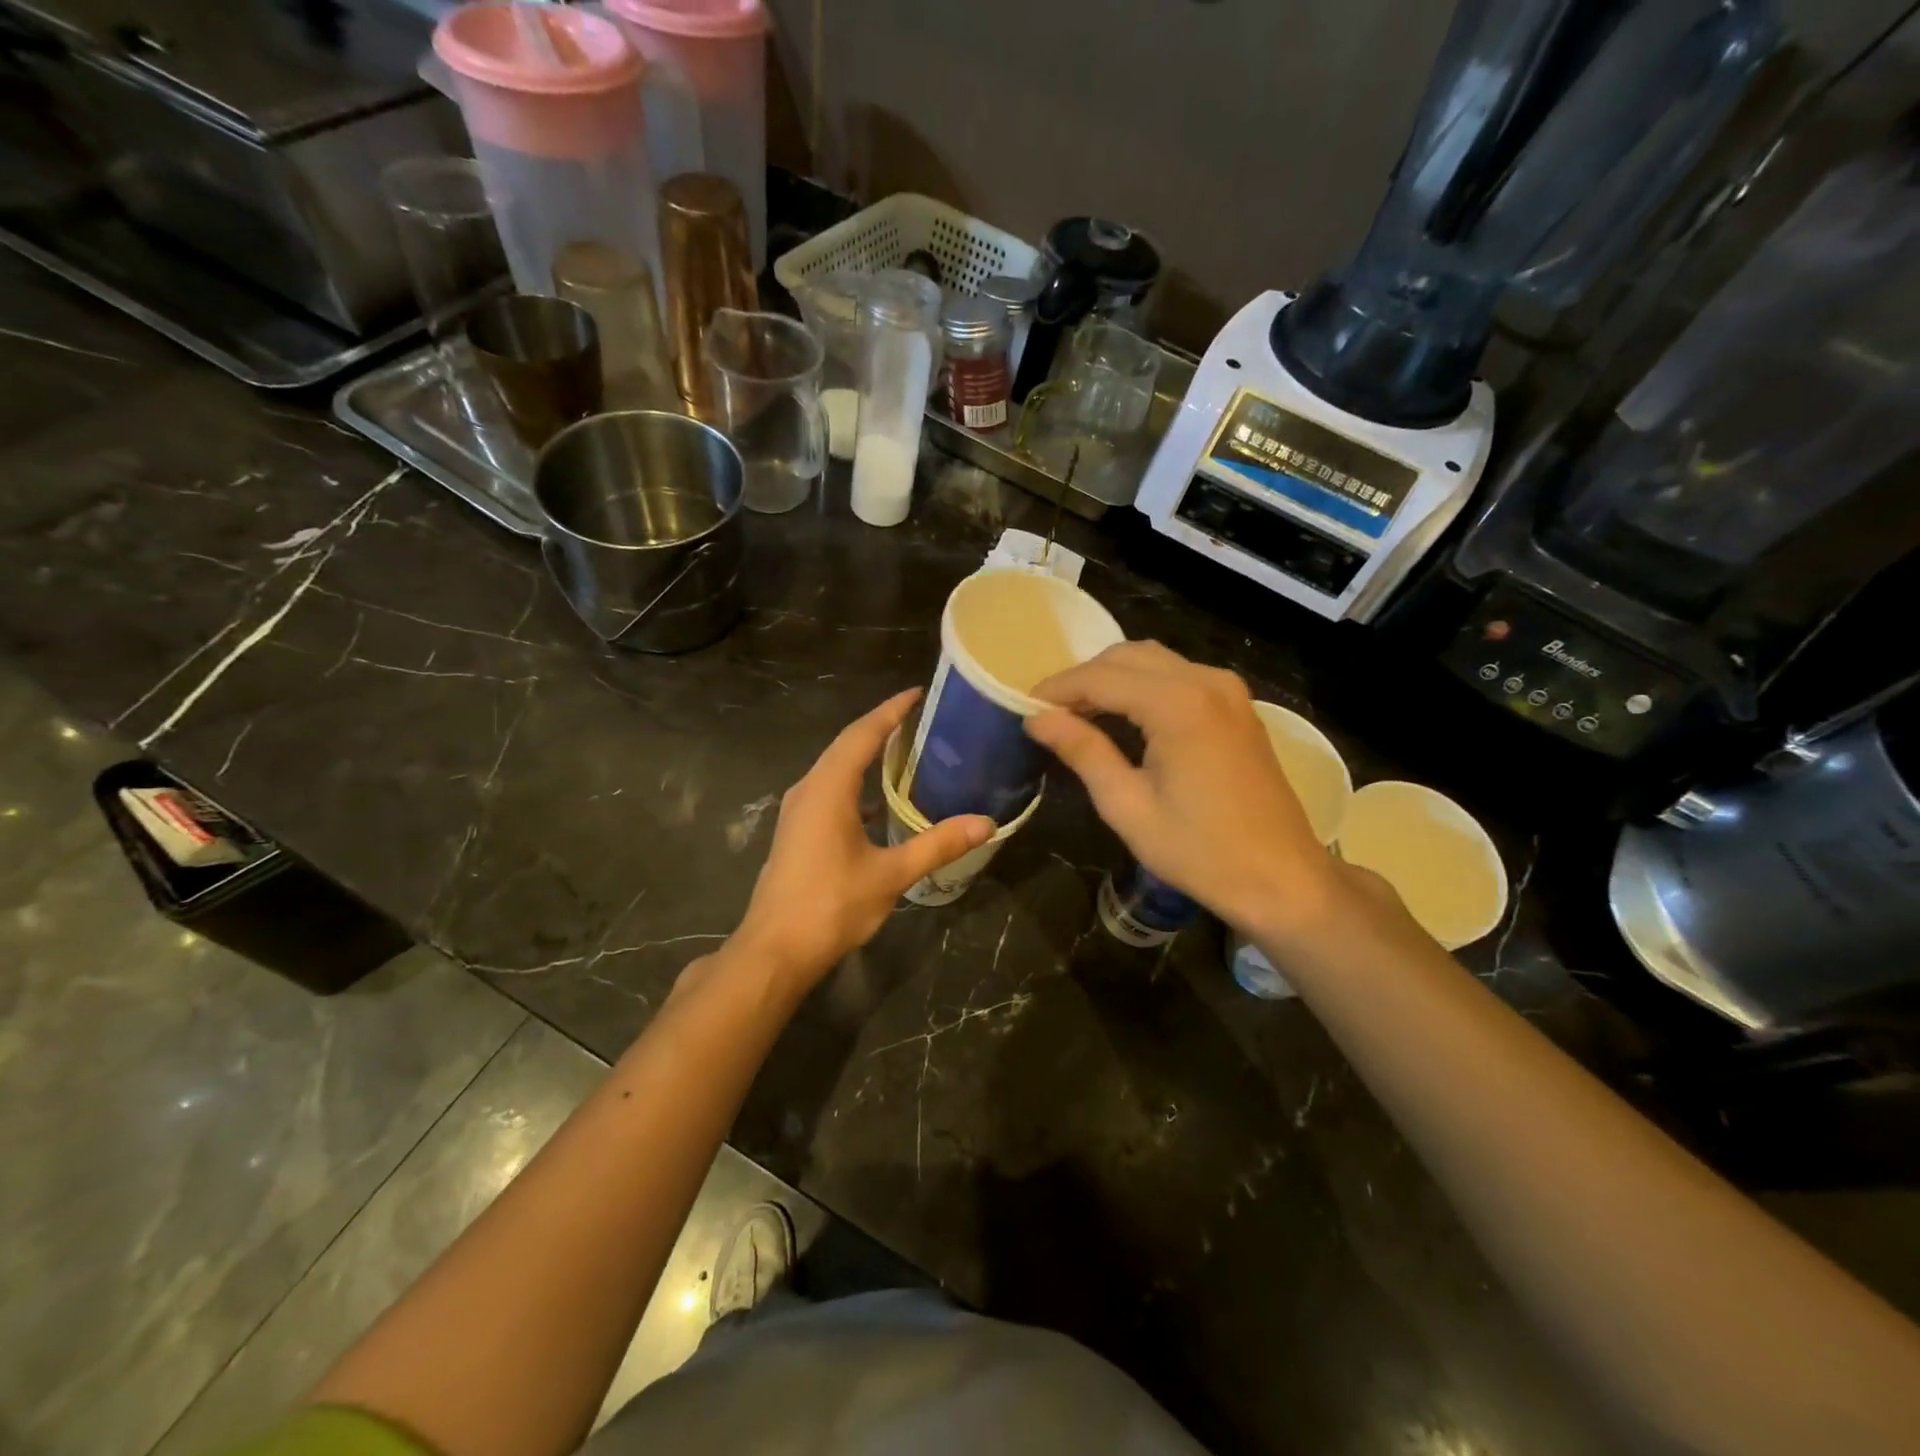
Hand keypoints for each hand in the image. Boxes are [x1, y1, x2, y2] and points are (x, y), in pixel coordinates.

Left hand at [729, 690, 993, 989]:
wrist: (774, 950)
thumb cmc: (831, 905)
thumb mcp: (890, 875)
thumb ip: (937, 845)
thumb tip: (985, 823)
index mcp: (828, 789)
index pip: (863, 734)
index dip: (891, 711)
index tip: (917, 692)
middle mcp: (809, 790)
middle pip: (847, 745)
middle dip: (881, 727)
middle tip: (919, 718)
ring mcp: (798, 811)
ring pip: (836, 769)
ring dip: (867, 755)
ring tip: (905, 750)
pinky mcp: (797, 832)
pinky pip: (830, 791)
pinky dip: (857, 784)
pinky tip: (882, 802)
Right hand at [1027, 641, 1348, 945]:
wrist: (1282, 878)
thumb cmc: (1200, 851)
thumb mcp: (1128, 806)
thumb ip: (1083, 752)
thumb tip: (1038, 719)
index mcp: (1178, 704)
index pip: (1100, 677)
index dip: (1057, 689)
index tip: (1023, 708)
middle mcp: (1206, 681)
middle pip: (1127, 657)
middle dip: (1083, 679)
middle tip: (1049, 715)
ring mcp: (1228, 690)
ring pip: (1153, 661)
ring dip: (1112, 678)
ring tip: (1079, 715)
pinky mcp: (1238, 705)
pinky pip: (1178, 676)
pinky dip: (1143, 685)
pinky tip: (1124, 717)